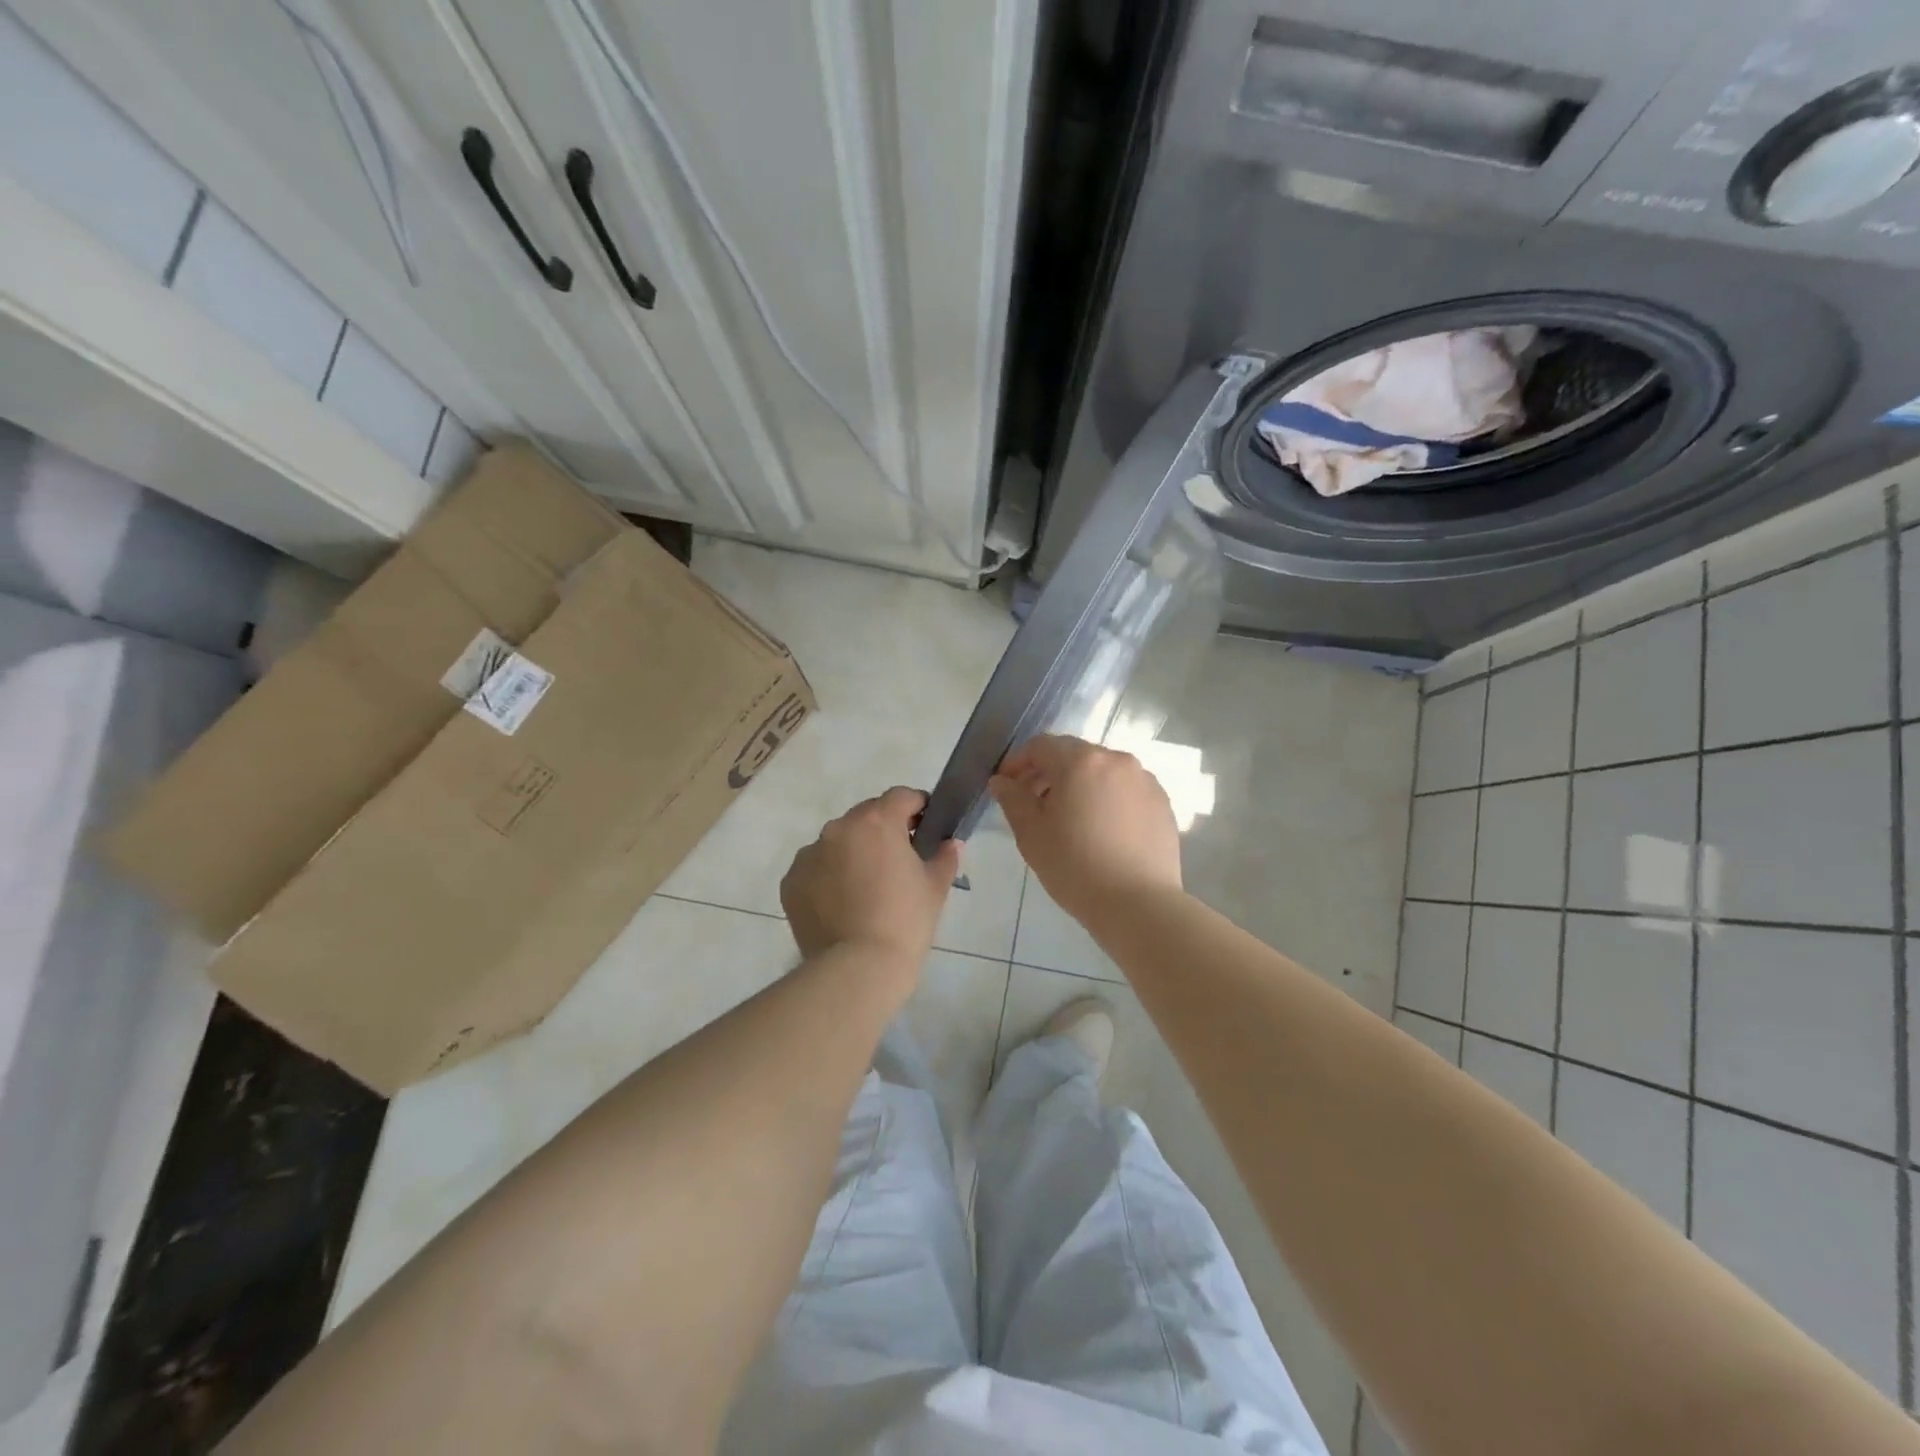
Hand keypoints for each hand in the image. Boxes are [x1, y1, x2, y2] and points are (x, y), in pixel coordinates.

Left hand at [781, 787, 962, 969]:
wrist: (858, 969)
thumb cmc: (905, 922)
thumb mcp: (935, 888)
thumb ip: (944, 856)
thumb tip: (949, 843)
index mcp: (877, 821)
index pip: (901, 796)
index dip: (918, 807)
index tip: (926, 826)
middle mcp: (839, 828)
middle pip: (866, 816)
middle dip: (883, 830)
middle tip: (898, 860)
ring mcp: (809, 854)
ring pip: (837, 841)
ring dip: (853, 852)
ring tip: (866, 887)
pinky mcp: (790, 881)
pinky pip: (815, 868)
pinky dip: (828, 877)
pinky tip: (841, 904)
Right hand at [989, 734, 1181, 925]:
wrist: (1138, 904)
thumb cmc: (1075, 867)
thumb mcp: (1031, 834)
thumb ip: (1013, 799)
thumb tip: (1001, 781)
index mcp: (1081, 761)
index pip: (1041, 746)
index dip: (1018, 762)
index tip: (1007, 786)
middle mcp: (1116, 760)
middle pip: (1074, 755)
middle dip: (1049, 773)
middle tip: (1034, 804)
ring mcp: (1144, 780)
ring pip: (1102, 772)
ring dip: (1080, 785)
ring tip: (1070, 819)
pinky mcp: (1162, 803)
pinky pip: (1126, 790)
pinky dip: (1108, 800)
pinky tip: (1101, 831)